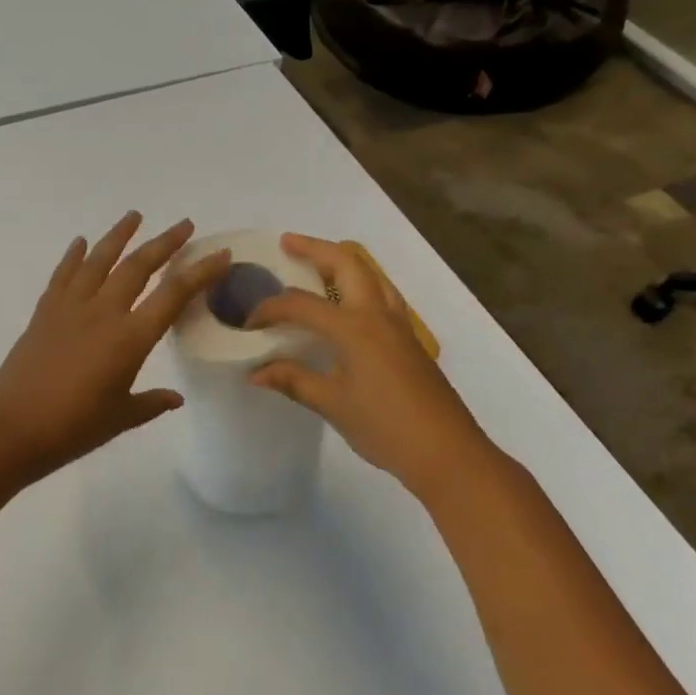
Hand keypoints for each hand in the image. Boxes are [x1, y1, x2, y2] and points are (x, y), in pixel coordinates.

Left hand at [0, 213, 230, 478]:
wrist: (11, 429)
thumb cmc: (73, 428)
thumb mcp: (121, 418)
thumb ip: (151, 403)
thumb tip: (175, 397)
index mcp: (130, 338)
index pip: (173, 294)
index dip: (200, 272)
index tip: (220, 254)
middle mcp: (104, 312)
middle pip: (139, 266)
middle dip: (165, 242)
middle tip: (184, 225)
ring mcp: (71, 307)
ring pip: (100, 260)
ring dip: (119, 235)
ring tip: (135, 215)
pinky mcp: (44, 312)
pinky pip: (63, 275)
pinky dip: (74, 255)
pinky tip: (81, 242)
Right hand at [249, 234, 493, 499]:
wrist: (446, 451)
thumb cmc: (385, 427)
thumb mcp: (332, 404)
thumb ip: (293, 381)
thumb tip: (255, 372)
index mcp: (354, 327)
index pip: (300, 304)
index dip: (269, 309)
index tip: (249, 324)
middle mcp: (377, 314)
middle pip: (346, 263)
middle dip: (314, 248)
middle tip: (287, 243)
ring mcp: (399, 324)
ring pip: (370, 274)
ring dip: (341, 261)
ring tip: (317, 263)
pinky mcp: (409, 339)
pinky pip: (382, 293)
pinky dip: (360, 283)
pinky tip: (349, 301)